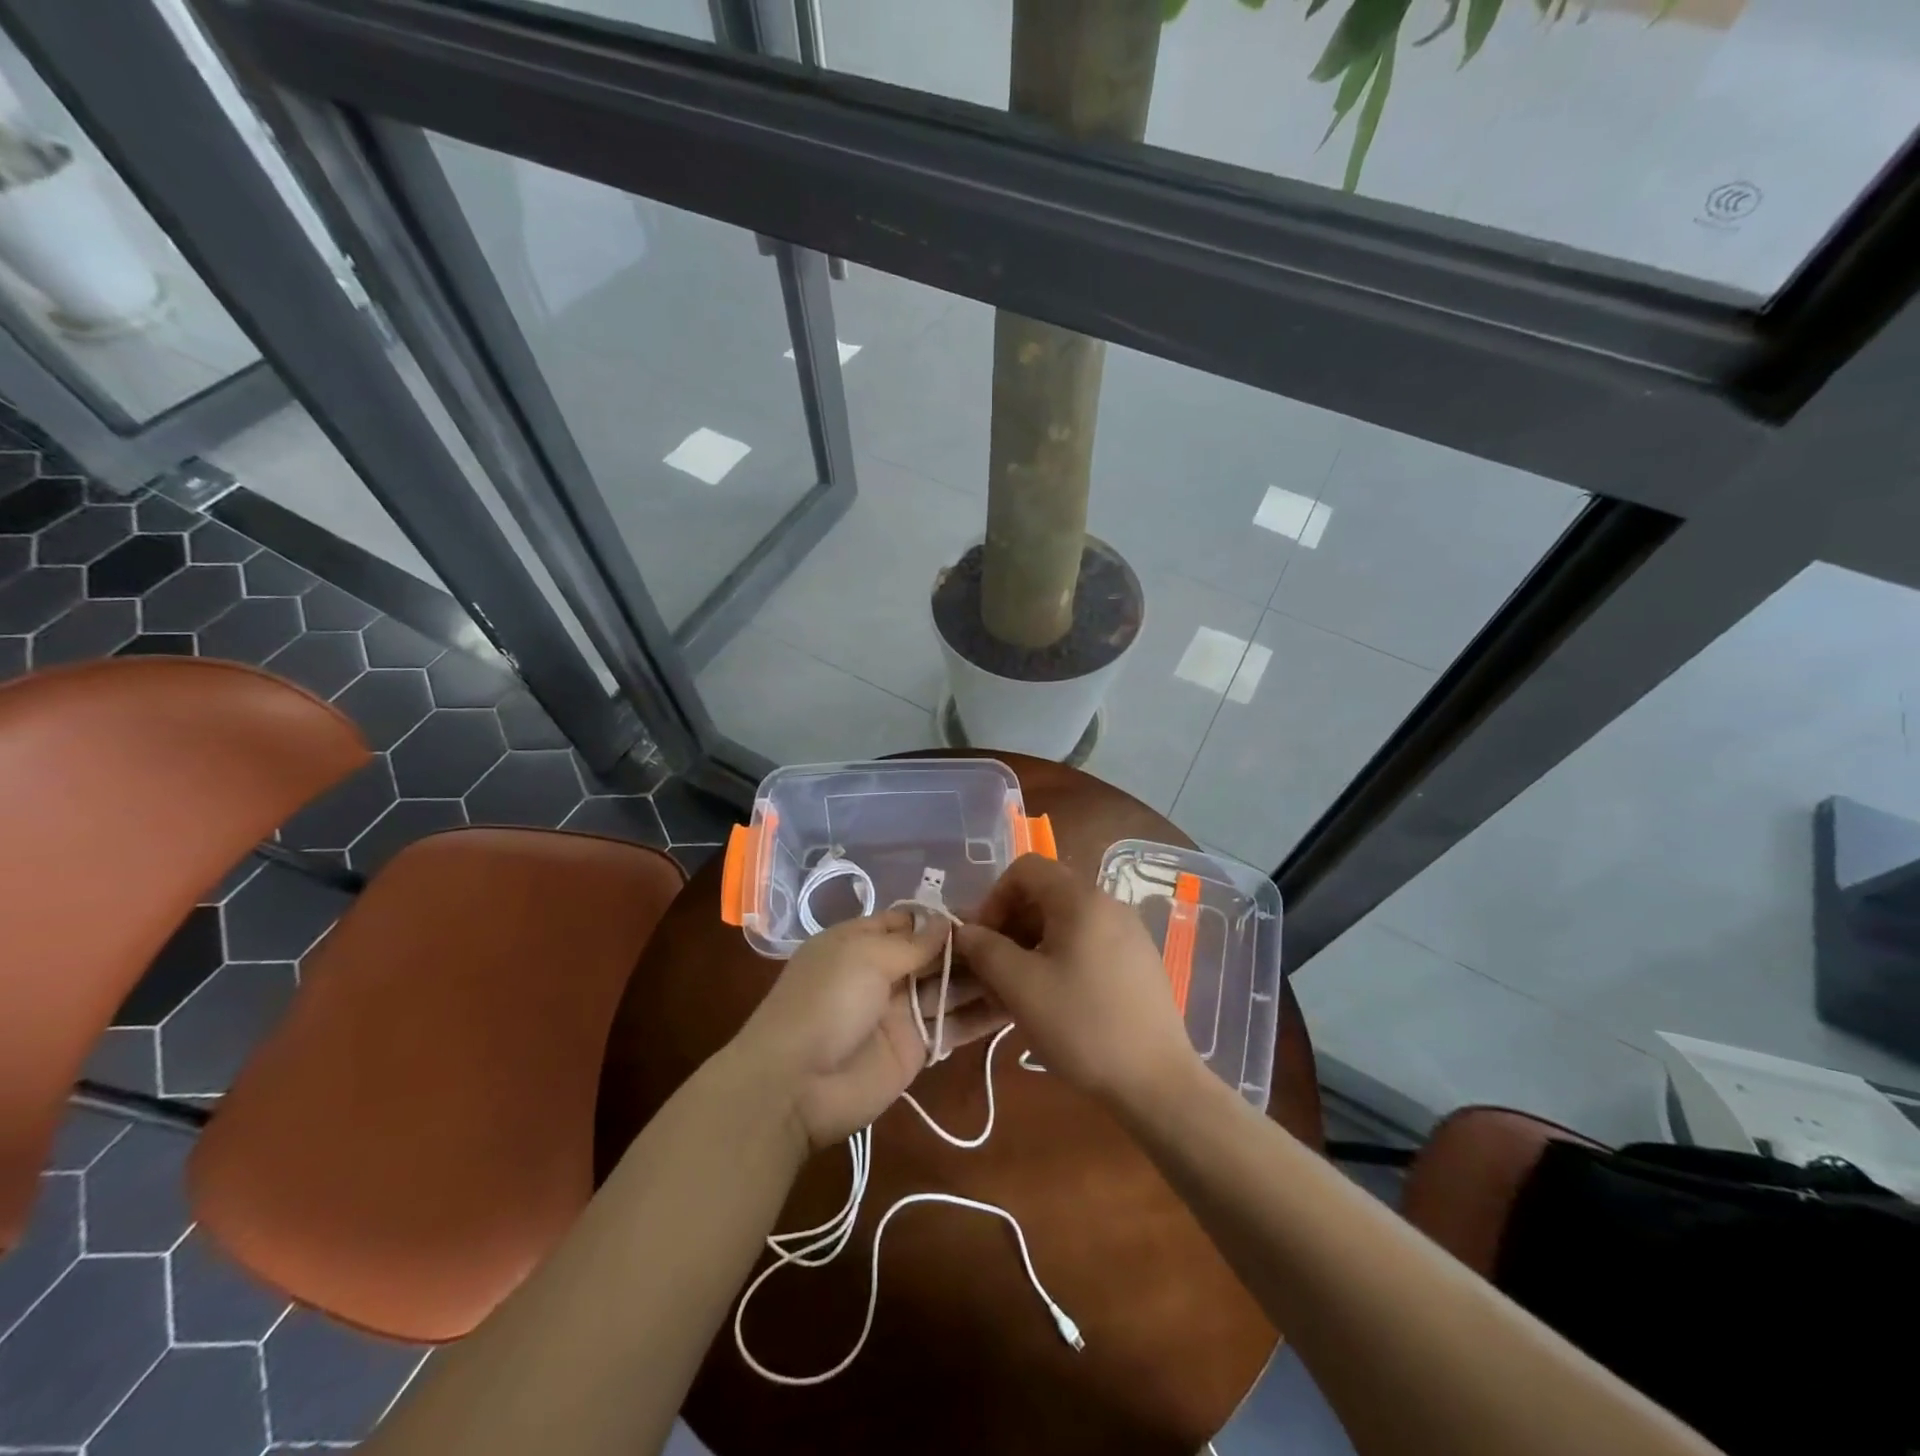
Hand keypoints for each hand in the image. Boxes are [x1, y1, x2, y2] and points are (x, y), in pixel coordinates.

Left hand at [729, 908, 1009, 1151]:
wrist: (796, 1086)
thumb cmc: (825, 1003)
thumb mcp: (863, 957)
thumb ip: (911, 942)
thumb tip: (945, 921)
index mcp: (862, 942)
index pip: (910, 921)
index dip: (944, 918)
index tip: (989, 912)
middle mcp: (885, 972)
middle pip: (935, 953)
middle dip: (972, 945)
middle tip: (1021, 937)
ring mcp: (903, 1010)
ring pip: (950, 986)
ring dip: (984, 977)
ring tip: (1029, 965)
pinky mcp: (919, 1046)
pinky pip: (955, 1024)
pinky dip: (982, 1015)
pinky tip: (1019, 1003)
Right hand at [954, 855, 1200, 1111]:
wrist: (1157, 1081)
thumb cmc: (1082, 1026)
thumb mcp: (1021, 987)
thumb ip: (985, 950)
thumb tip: (965, 931)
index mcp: (1081, 899)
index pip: (1025, 868)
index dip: (994, 897)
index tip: (982, 940)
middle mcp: (1108, 903)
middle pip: (1045, 893)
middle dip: (1011, 925)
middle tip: (994, 970)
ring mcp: (1128, 932)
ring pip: (1065, 921)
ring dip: (1032, 945)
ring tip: (1018, 991)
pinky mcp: (1138, 960)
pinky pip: (1087, 942)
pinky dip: (1060, 957)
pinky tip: (1053, 1000)